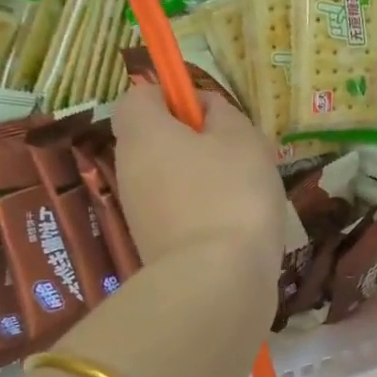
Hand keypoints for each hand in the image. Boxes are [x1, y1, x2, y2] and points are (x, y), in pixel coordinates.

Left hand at [111, 84, 282, 279]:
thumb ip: (223, 114)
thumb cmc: (231, 194)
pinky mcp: (154, 245)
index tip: (210, 112)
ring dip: (204, 178)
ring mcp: (139, 211)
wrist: (216, 281)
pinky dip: (204, 211)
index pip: (139, 96)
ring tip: (246, 192)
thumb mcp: (242, 139)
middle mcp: (130, 169)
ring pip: (170, 177)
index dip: (172, 95)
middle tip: (239, 152)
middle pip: (155, 139)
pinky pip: (179, 211)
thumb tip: (206, 110)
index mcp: (143, 134)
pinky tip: (237, 224)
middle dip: (195, 141)